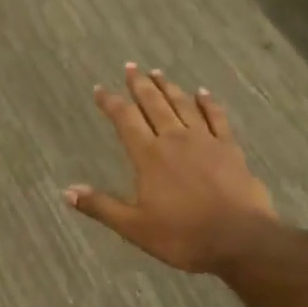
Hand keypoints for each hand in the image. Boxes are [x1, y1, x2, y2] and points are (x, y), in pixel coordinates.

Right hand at [64, 65, 275, 274]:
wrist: (240, 239)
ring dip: (168, 87)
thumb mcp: (135, 228)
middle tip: (130, 67)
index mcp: (149, 156)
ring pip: (182, 105)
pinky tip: (202, 92)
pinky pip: (217, 117)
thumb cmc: (183, 236)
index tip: (101, 89)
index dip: (111, 102)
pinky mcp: (229, 148)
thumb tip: (67, 191)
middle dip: (140, 84)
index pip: (125, 119)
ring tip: (158, 73)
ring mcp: (205, 140)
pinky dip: (208, 103)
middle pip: (154, 103)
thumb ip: (101, 207)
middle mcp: (174, 139)